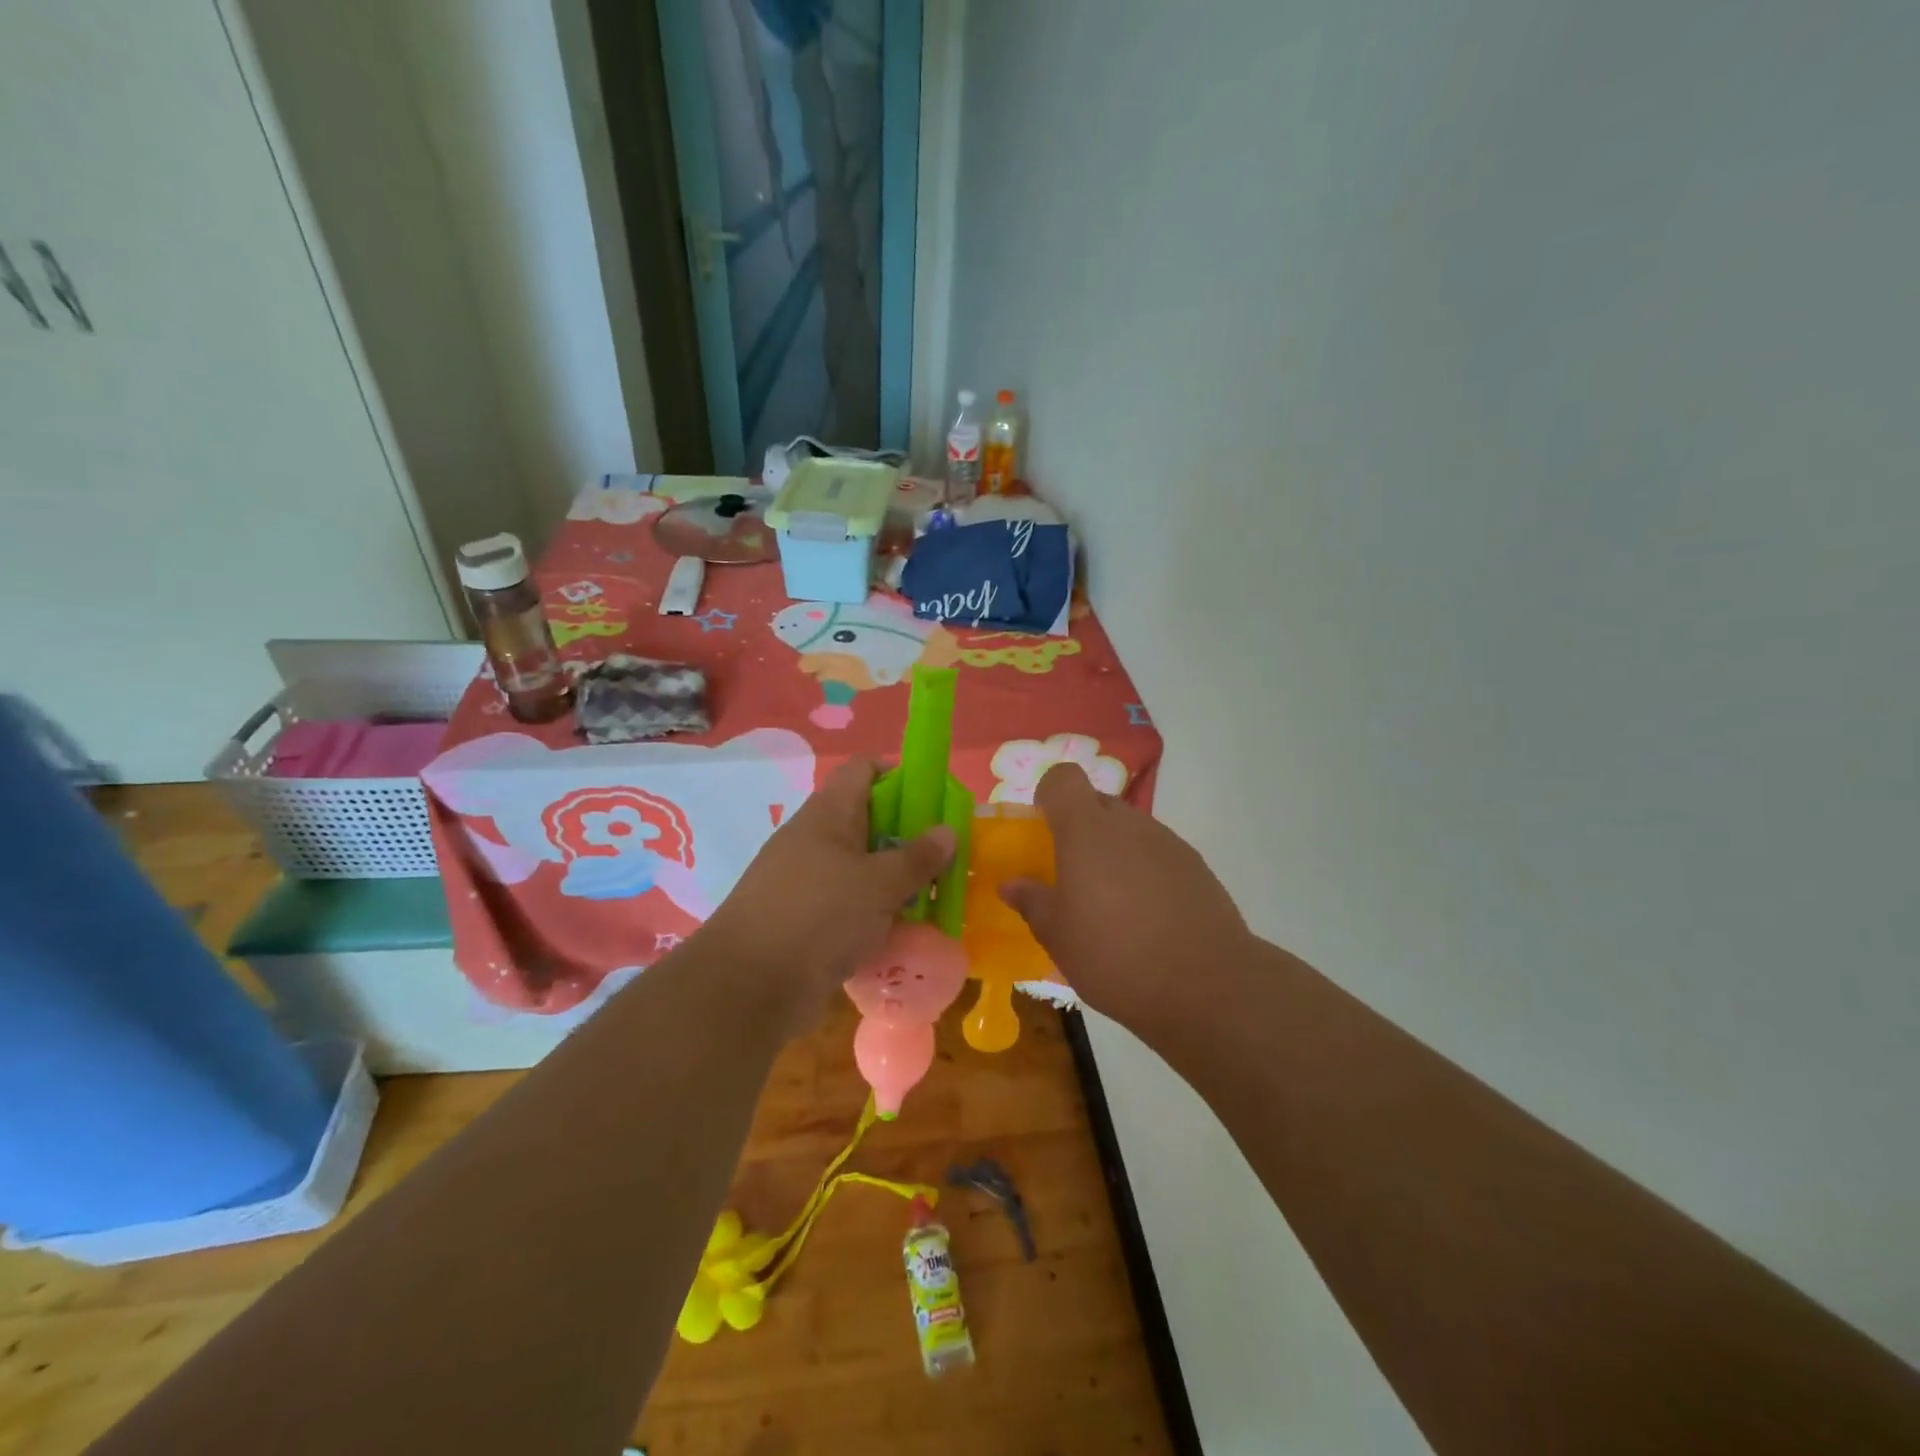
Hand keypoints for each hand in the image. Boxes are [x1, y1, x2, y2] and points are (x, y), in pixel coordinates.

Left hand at [700, 758, 954, 1029]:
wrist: (747, 988)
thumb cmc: (819, 917)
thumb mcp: (879, 885)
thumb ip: (917, 858)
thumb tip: (947, 830)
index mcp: (827, 814)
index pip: (863, 769)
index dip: (900, 776)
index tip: (933, 804)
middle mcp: (813, 839)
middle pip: (866, 820)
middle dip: (906, 836)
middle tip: (942, 859)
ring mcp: (803, 880)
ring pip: (858, 867)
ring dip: (893, 880)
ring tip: (930, 899)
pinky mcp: (801, 919)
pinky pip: (845, 904)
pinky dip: (872, 913)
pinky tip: (898, 933)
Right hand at [1000, 763, 1254, 1034]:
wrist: (1207, 985)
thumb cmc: (1115, 955)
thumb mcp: (1057, 936)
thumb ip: (1032, 901)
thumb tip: (1011, 884)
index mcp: (1087, 830)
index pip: (1064, 778)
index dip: (1050, 795)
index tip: (1042, 829)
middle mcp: (1129, 824)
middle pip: (1097, 803)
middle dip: (1079, 829)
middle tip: (1070, 873)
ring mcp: (1167, 843)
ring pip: (1129, 831)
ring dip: (1113, 852)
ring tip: (1110, 904)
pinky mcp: (1196, 867)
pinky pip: (1157, 854)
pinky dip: (1143, 872)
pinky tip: (1146, 918)